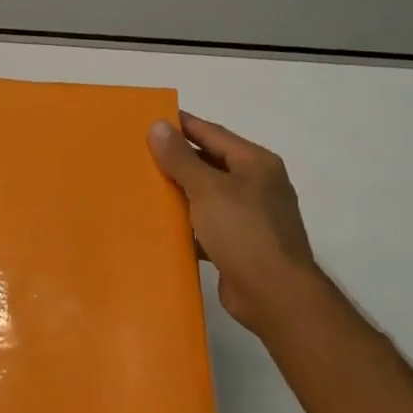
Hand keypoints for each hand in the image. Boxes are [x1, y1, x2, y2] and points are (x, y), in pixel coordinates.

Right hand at [148, 112, 320, 332]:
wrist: (274, 293)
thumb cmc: (243, 232)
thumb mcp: (208, 189)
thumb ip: (180, 158)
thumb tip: (158, 125)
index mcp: (255, 163)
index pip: (212, 133)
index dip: (181, 125)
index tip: (149, 119)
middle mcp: (256, 184)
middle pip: (210, 163)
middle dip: (176, 159)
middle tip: (138, 154)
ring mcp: (250, 216)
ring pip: (206, 196)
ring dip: (179, 193)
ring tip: (142, 187)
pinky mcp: (239, 243)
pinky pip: (206, 224)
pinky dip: (186, 223)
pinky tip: (161, 226)